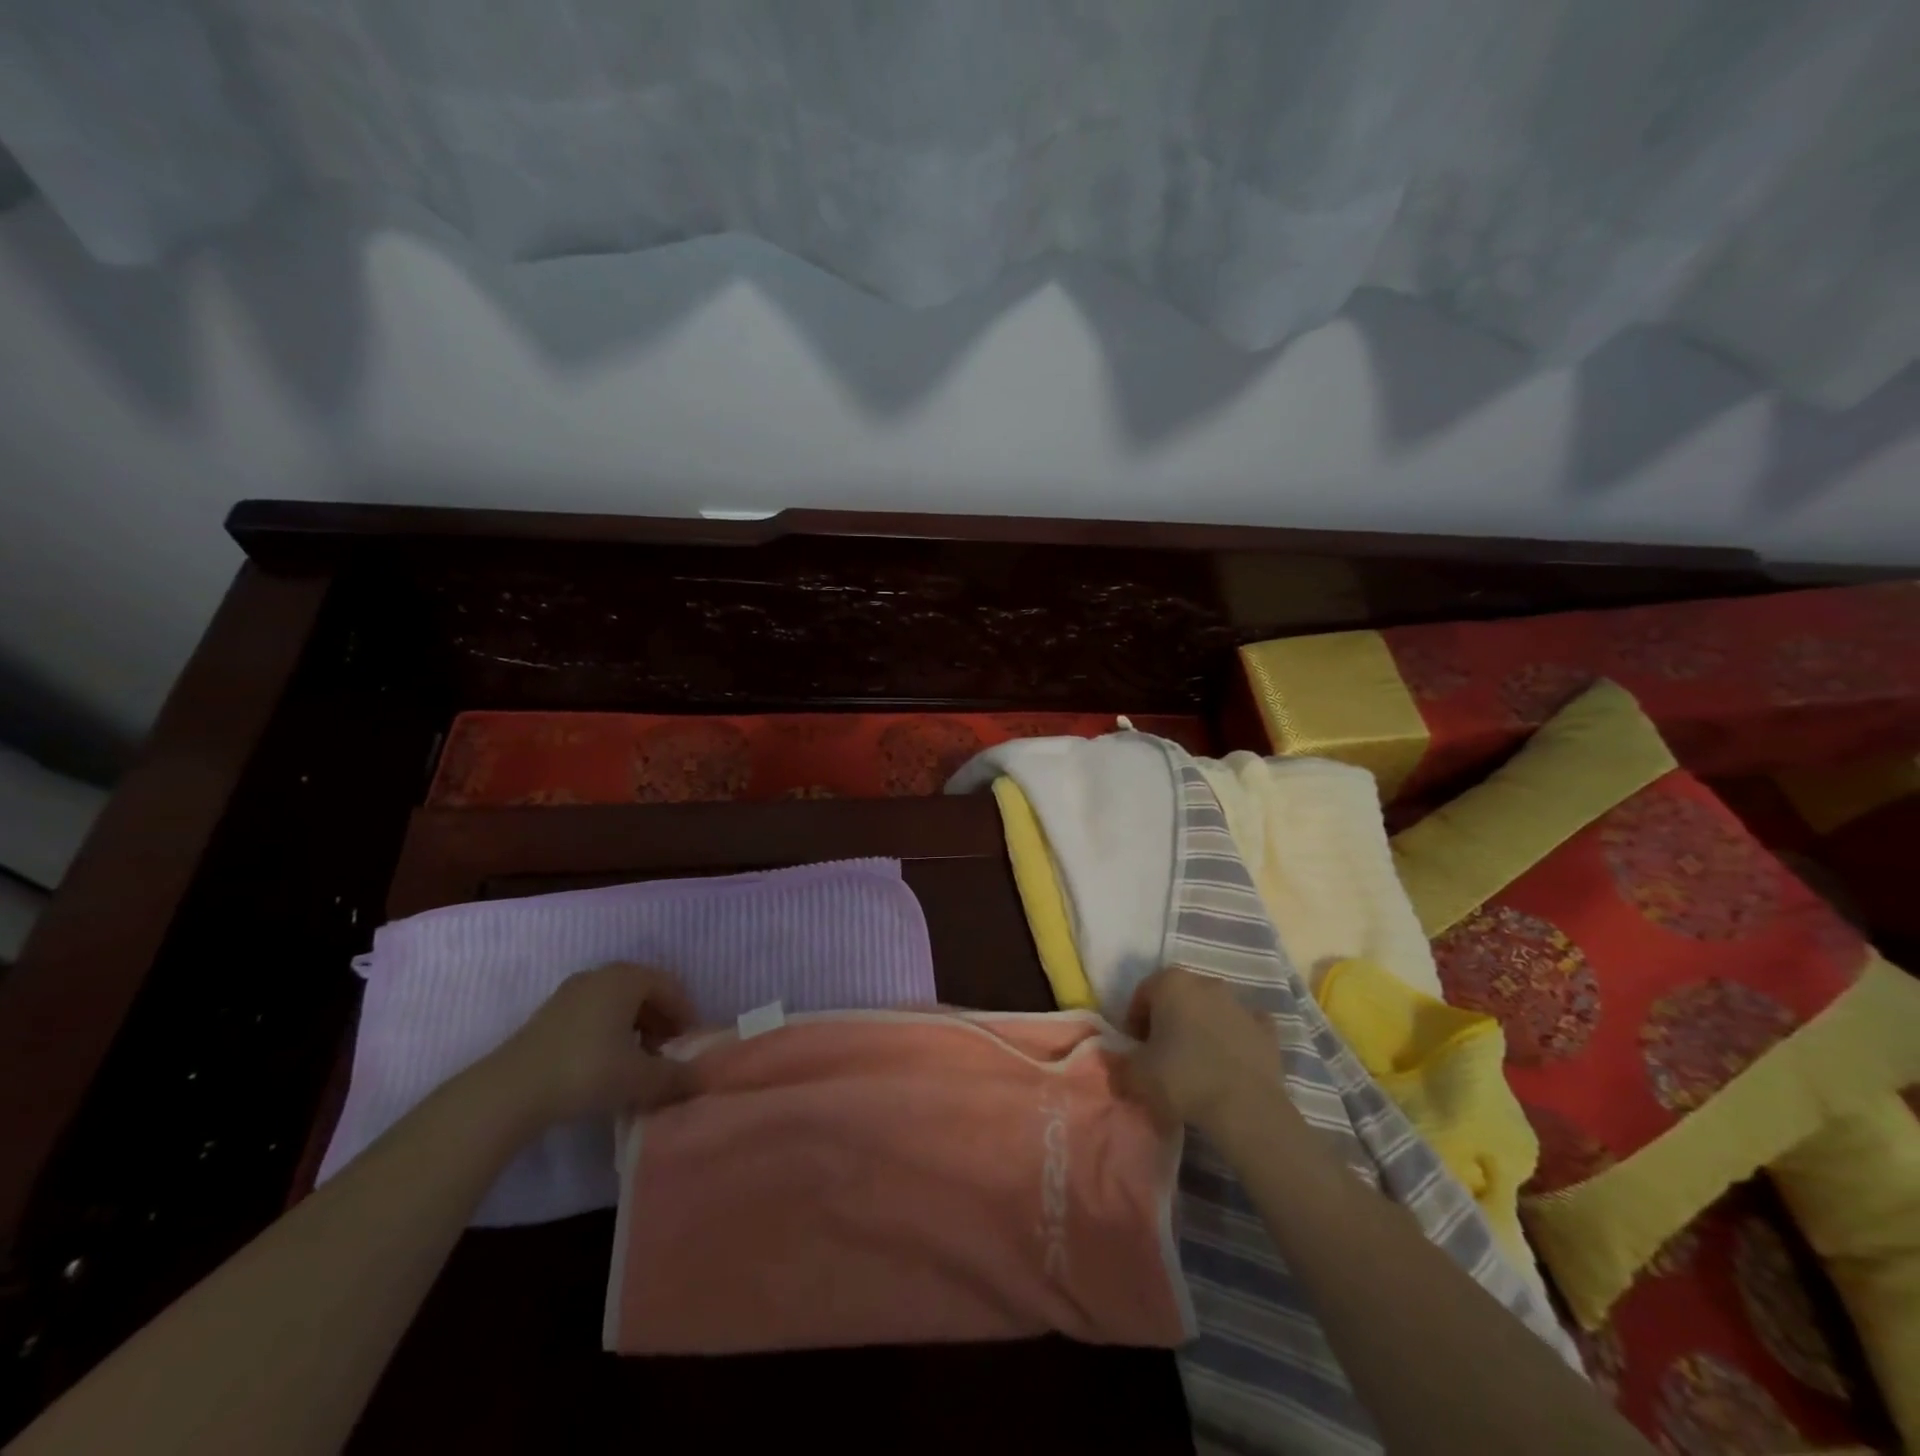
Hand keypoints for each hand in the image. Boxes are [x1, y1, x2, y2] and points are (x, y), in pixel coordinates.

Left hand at [482, 962, 698, 1130]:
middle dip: (662, 1022)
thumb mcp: (640, 1078)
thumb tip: (703, 1078)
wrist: (508, 1093)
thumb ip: (676, 1076)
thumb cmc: (586, 1071)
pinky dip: (610, 1033)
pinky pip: (594, 1014)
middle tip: (668, 1054)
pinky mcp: (549, 1016)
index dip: (686, 1015)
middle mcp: (601, 975)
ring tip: (639, 1063)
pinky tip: (607, 1065)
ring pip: (618, 1004)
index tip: (691, 1046)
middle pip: (644, 992)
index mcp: (627, 978)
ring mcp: (571, 993)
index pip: (671, 987)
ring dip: (636, 1029)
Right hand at [1115, 966, 1287, 1139]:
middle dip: (1168, 1019)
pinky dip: (1234, 1038)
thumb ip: (1120, 1063)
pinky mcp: (1266, 1029)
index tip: (1136, 1048)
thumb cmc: (1182, 1079)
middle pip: (1178, 997)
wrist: (1245, 1107)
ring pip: (1211, 1009)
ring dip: (1201, 1027)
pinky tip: (1229, 1063)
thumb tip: (1117, 1064)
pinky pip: (1242, 1027)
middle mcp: (1206, 983)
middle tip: (1162, 1053)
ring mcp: (1239, 1004)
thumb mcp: (1136, 1075)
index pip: (1142, 994)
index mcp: (1171, 982)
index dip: (1134, 1020)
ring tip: (1196, 1063)